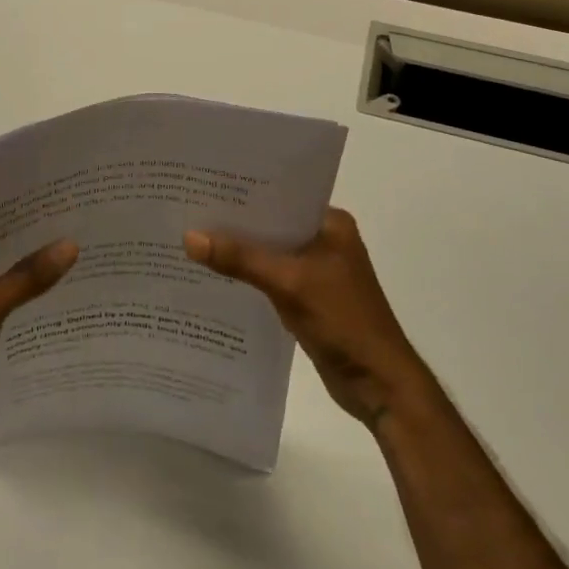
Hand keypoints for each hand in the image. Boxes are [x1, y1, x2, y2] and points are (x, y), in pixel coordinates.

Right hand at [185, 209, 420, 428]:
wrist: (379, 385)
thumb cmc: (344, 321)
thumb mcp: (288, 283)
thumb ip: (240, 259)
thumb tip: (189, 237)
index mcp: (330, 223)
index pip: (281, 195)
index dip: (243, 191)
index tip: (203, 184)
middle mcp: (324, 240)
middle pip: (271, 224)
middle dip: (235, 222)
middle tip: (188, 209)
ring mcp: (317, 270)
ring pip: (269, 252)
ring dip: (239, 251)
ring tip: (192, 238)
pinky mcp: (308, 297)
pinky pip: (270, 277)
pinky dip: (247, 275)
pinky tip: (214, 274)